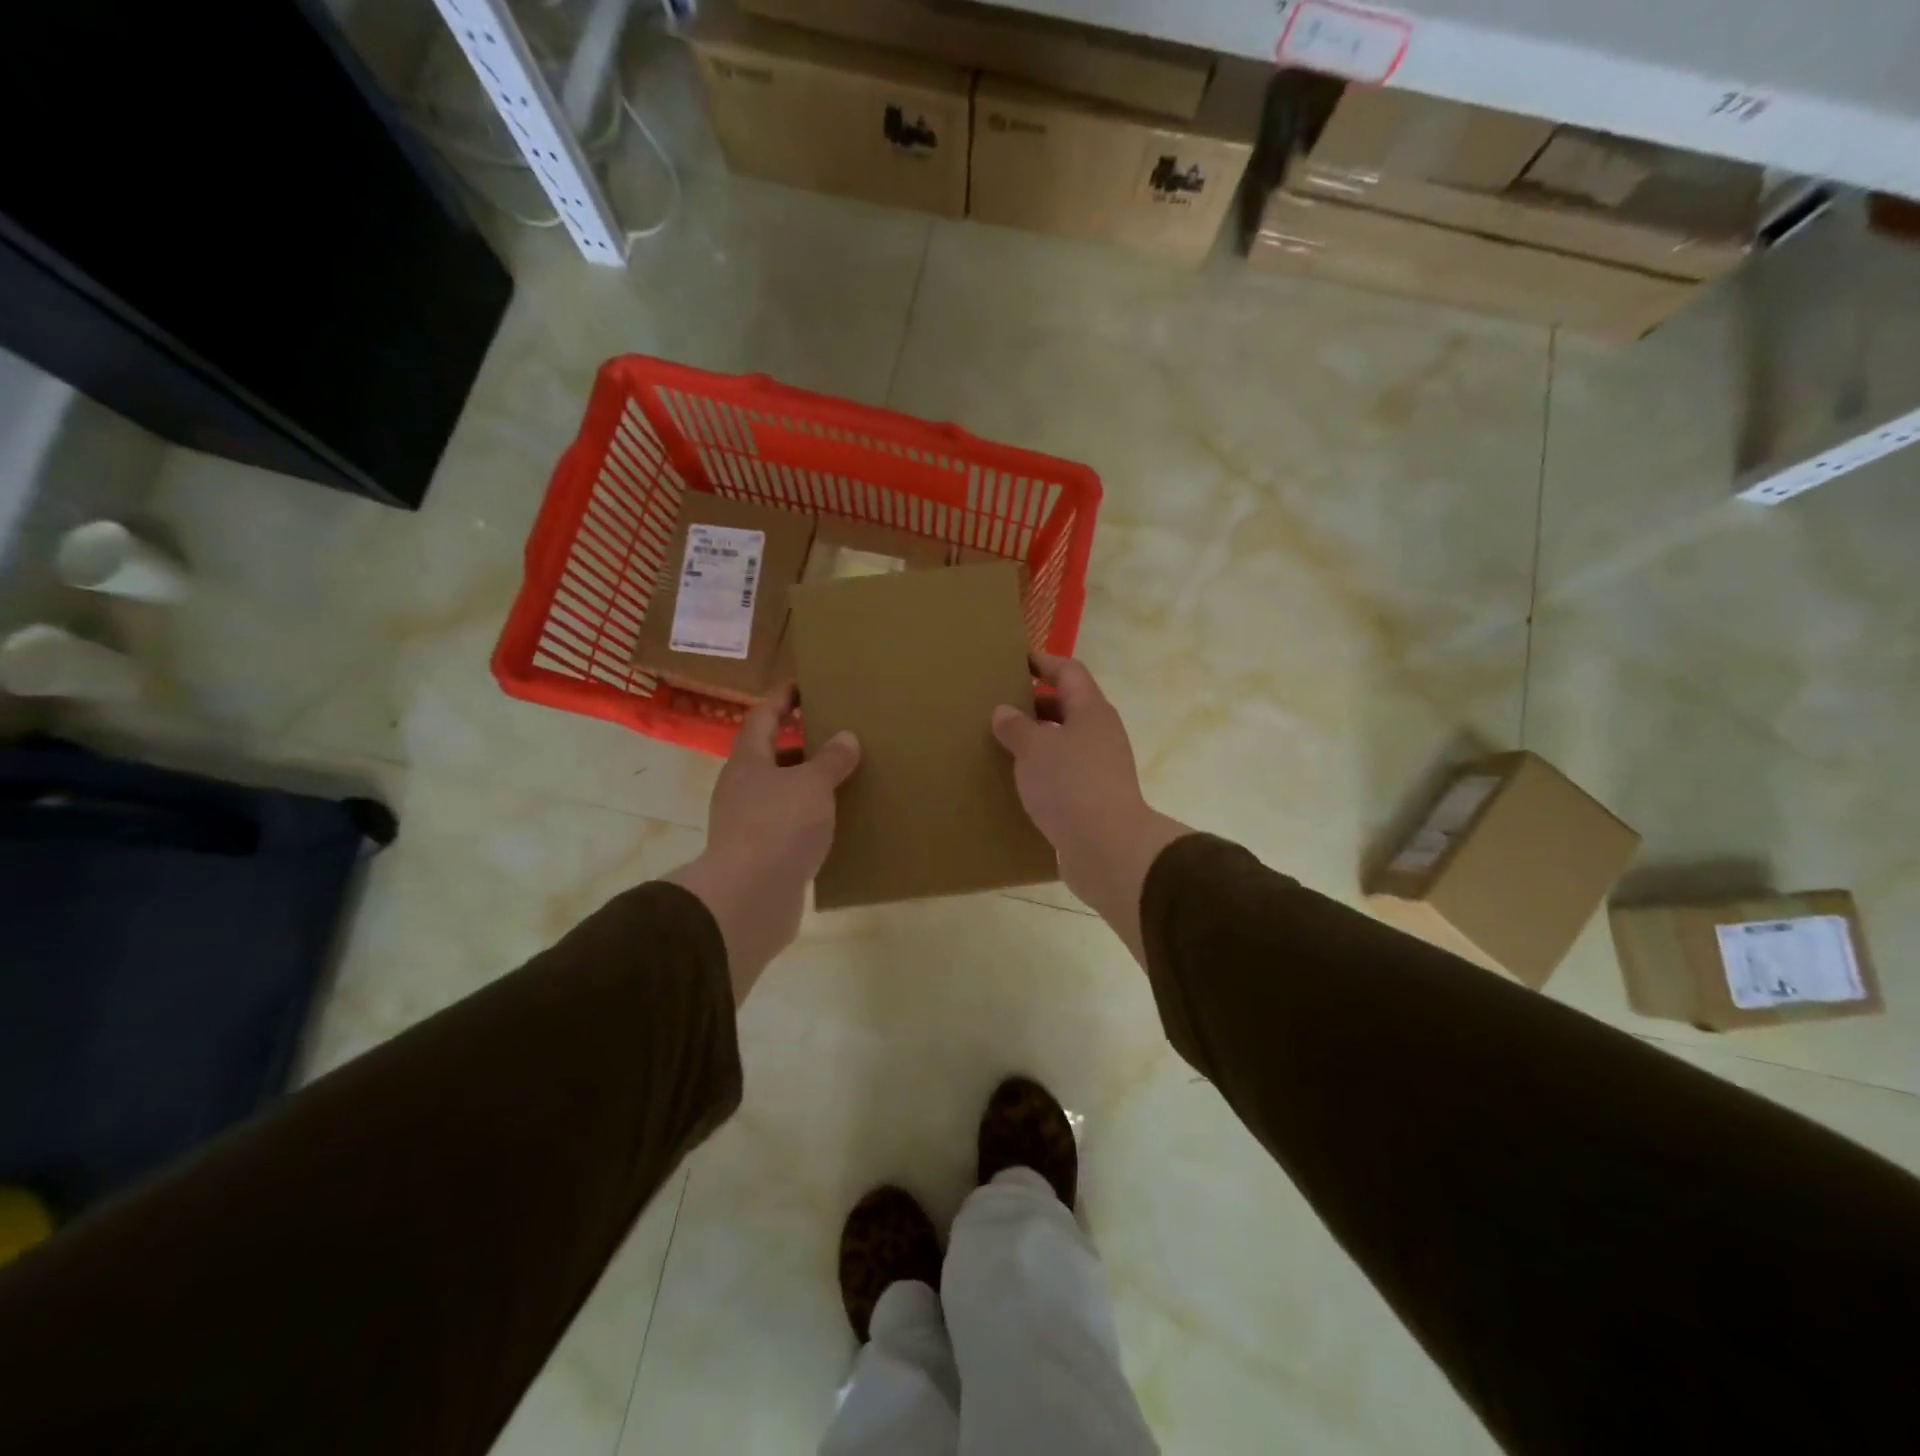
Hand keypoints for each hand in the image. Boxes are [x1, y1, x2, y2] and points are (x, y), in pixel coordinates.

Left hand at [666, 686, 859, 1001]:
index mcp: (748, 761)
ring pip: (781, 793)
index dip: (782, 699)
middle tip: (837, 736)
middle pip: (771, 756)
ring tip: (844, 779)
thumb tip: (846, 737)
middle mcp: (742, 788)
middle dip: (802, 745)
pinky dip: (810, 819)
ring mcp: (748, 823)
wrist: (749, 898)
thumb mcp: (812, 784)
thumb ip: (831, 760)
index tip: (804, 686)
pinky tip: (836, 823)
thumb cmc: (779, 826)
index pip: (762, 716)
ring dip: (808, 785)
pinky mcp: (760, 855)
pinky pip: (789, 826)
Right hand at [991, 653, 1189, 962]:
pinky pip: (1064, 773)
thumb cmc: (1070, 785)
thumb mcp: (1034, 748)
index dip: (1043, 661)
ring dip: (1037, 740)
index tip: (1016, 658)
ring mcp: (1100, 767)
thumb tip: (1004, 712)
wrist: (1107, 847)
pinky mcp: (1094, 798)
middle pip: (1068, 706)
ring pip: (1064, 742)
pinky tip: (1017, 781)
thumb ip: (1016, 727)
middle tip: (999, 704)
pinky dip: (1042, 770)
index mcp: (1091, 710)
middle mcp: (1100, 734)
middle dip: (1035, 703)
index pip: (1068, 672)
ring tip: (1001, 743)